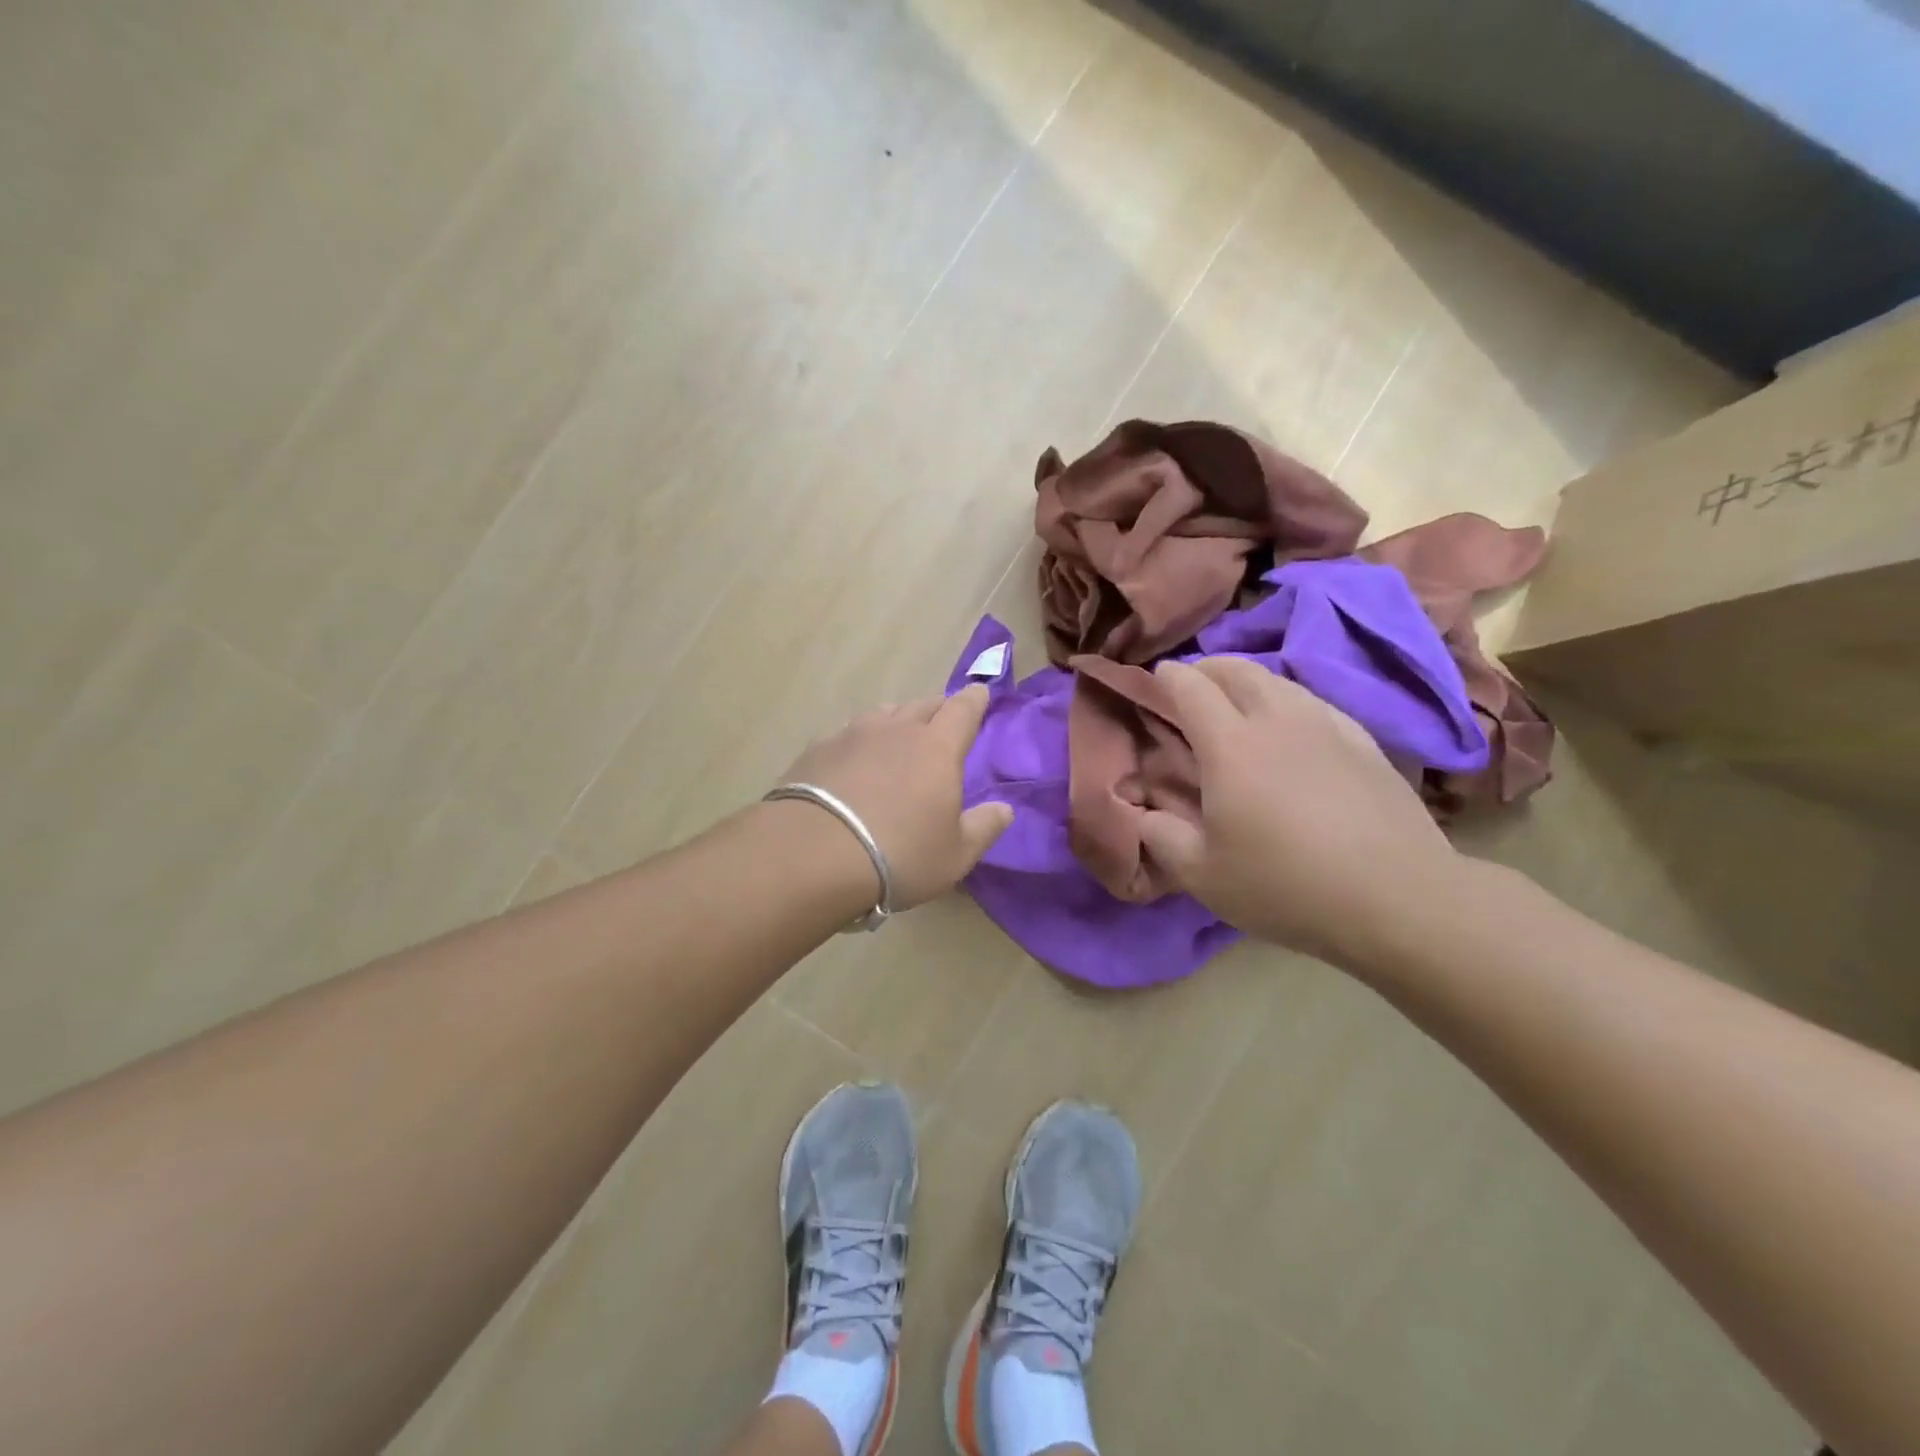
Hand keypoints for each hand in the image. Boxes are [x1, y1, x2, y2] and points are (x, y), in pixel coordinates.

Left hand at [777, 685, 1012, 910]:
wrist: (812, 854)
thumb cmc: (899, 854)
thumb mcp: (955, 854)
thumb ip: (985, 827)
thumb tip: (1005, 809)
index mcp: (937, 747)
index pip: (963, 709)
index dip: (975, 699)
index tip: (980, 693)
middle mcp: (897, 729)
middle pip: (924, 705)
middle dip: (939, 709)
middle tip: (944, 720)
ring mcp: (852, 734)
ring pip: (884, 714)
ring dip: (898, 720)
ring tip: (899, 736)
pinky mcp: (817, 749)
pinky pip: (848, 733)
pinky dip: (860, 741)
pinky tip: (853, 760)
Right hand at [1138, 658, 1462, 964]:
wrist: (1397, 899)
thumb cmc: (1285, 886)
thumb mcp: (1202, 875)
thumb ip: (1160, 837)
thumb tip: (1141, 812)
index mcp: (1230, 746)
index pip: (1191, 688)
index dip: (1169, 677)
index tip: (1157, 677)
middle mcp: (1276, 721)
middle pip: (1238, 670)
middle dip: (1208, 667)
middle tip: (1192, 682)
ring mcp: (1327, 726)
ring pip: (1280, 681)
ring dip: (1249, 679)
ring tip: (1237, 698)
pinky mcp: (1364, 742)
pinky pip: (1316, 702)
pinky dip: (1289, 700)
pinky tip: (1293, 723)